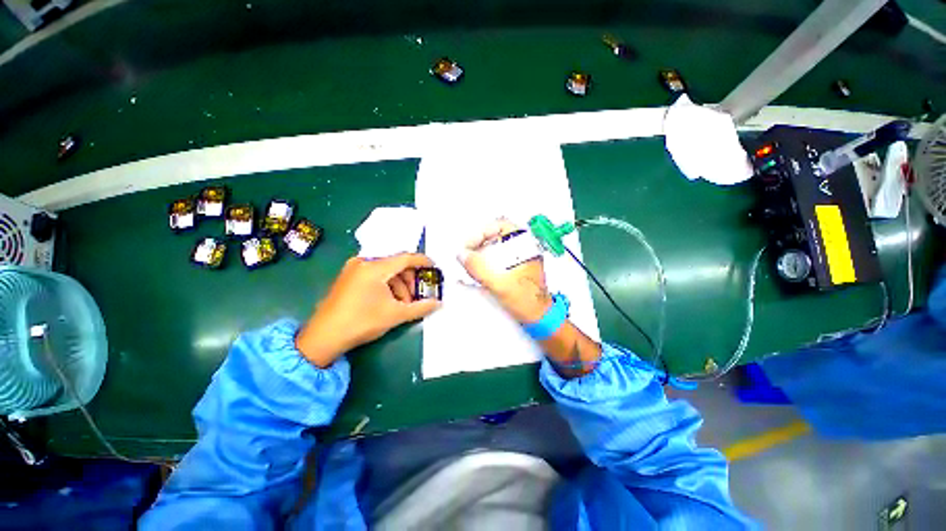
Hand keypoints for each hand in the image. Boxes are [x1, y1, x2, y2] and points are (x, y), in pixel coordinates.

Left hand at [296, 254, 440, 366]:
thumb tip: (438, 303)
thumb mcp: (395, 315)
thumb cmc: (362, 322)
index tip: (434, 267)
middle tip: (416, 296)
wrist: (323, 337)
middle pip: (396, 264)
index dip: (422, 261)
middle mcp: (363, 263)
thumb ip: (420, 307)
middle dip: (410, 280)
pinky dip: (386, 286)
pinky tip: (389, 301)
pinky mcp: (348, 278)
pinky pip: (374, 275)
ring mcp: (353, 269)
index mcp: (375, 268)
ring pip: (385, 271)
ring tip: (402, 304)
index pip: (405, 258)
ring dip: (398, 285)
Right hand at [458, 219, 552, 322]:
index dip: (481, 233)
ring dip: (481, 255)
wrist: (539, 317)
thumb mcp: (499, 283)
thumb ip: (478, 267)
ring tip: (471, 266)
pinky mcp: (515, 268)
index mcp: (524, 245)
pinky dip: (486, 263)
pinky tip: (479, 273)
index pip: (500, 225)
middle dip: (478, 245)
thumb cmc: (527, 300)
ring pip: (495, 248)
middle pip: (495, 236)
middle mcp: (522, 248)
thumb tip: (462, 255)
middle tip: (467, 256)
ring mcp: (519, 258)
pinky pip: (497, 259)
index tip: (469, 246)